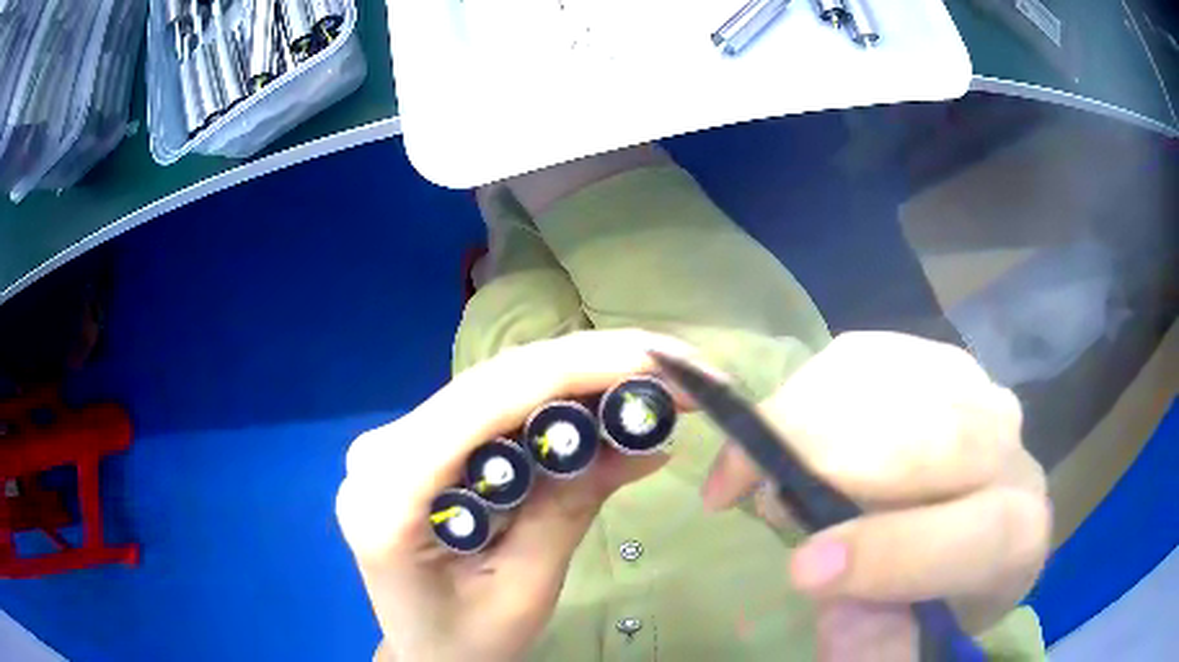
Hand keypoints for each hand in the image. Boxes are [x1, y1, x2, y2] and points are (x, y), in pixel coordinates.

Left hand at [336, 330, 698, 661]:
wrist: (425, 650)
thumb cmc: (466, 640)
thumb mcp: (524, 589)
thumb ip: (571, 508)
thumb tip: (648, 442)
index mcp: (388, 496)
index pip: (482, 405)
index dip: (572, 371)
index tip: (652, 361)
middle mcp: (380, 451)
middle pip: (491, 382)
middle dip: (585, 365)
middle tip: (667, 365)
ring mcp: (394, 441)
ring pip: (494, 385)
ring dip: (574, 376)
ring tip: (646, 378)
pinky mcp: (417, 443)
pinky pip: (490, 407)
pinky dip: (551, 399)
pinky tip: (600, 400)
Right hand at [701, 332, 1050, 661]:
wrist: (959, 532)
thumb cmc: (931, 597)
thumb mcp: (907, 642)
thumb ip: (881, 644)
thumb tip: (839, 613)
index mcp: (1019, 542)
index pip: (983, 534)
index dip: (894, 552)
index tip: (801, 570)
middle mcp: (1012, 455)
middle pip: (941, 437)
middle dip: (832, 458)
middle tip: (745, 488)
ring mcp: (978, 394)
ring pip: (900, 381)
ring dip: (808, 415)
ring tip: (754, 465)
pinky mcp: (937, 362)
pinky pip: (871, 355)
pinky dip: (811, 385)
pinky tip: (785, 425)